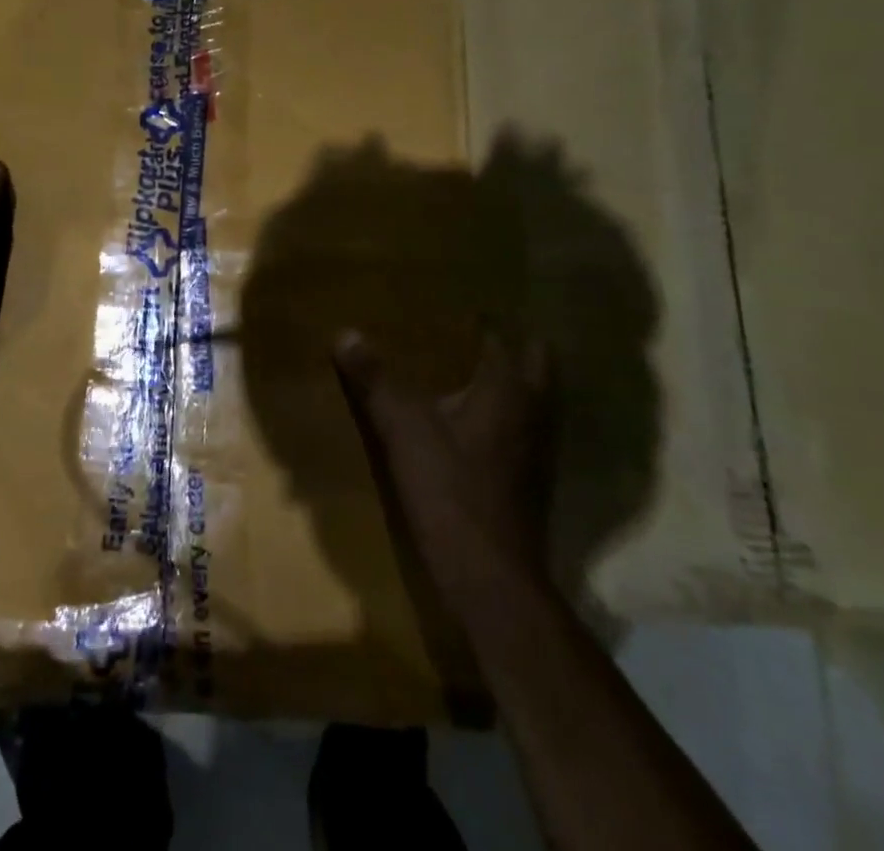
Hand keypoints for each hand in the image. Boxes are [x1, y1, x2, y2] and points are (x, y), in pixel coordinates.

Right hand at [335, 329, 555, 605]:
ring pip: (532, 401)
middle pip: (535, 365)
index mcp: (510, 390)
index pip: (505, 339)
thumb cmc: (450, 489)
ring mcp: (538, 450)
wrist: (488, 576)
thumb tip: (345, 334)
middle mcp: (535, 413)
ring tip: (468, 369)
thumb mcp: (402, 428)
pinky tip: (471, 423)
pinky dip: (503, 418)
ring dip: (510, 383)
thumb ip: (375, 380)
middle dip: (511, 347)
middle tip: (470, 334)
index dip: (486, 322)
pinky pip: (521, 431)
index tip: (461, 308)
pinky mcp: (530, 480)